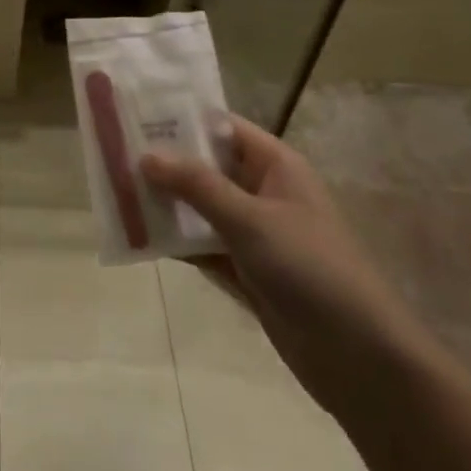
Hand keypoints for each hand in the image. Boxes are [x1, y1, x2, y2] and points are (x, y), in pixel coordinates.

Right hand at [141, 116, 430, 415]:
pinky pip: (201, 245)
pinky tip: (137, 237)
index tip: (134, 114)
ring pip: (199, 208)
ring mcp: (253, 233)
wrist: (358, 357)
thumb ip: (197, 186)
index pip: (222, 128)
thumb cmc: (310, 269)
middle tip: (111, 154)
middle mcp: (262, 192)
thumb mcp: (250, 220)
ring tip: (114, 192)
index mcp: (275, 166)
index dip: (181, 119)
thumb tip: (145, 154)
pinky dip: (174, 241)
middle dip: (164, 163)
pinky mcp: (244, 270)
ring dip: (164, 204)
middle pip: (205, 167)